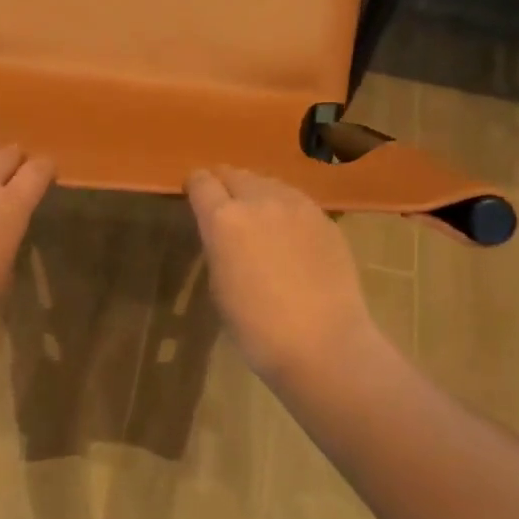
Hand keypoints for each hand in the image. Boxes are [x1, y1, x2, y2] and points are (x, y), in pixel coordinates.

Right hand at [186, 166, 375, 383]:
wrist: (324, 344)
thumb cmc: (257, 327)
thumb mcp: (219, 285)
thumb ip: (218, 247)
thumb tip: (224, 233)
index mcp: (223, 219)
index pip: (201, 182)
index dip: (195, 186)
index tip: (193, 196)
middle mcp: (259, 200)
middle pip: (235, 174)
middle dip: (224, 184)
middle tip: (224, 206)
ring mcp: (297, 206)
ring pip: (268, 182)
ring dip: (256, 193)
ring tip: (258, 217)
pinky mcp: (325, 219)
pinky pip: (296, 201)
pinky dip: (284, 208)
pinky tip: (289, 234)